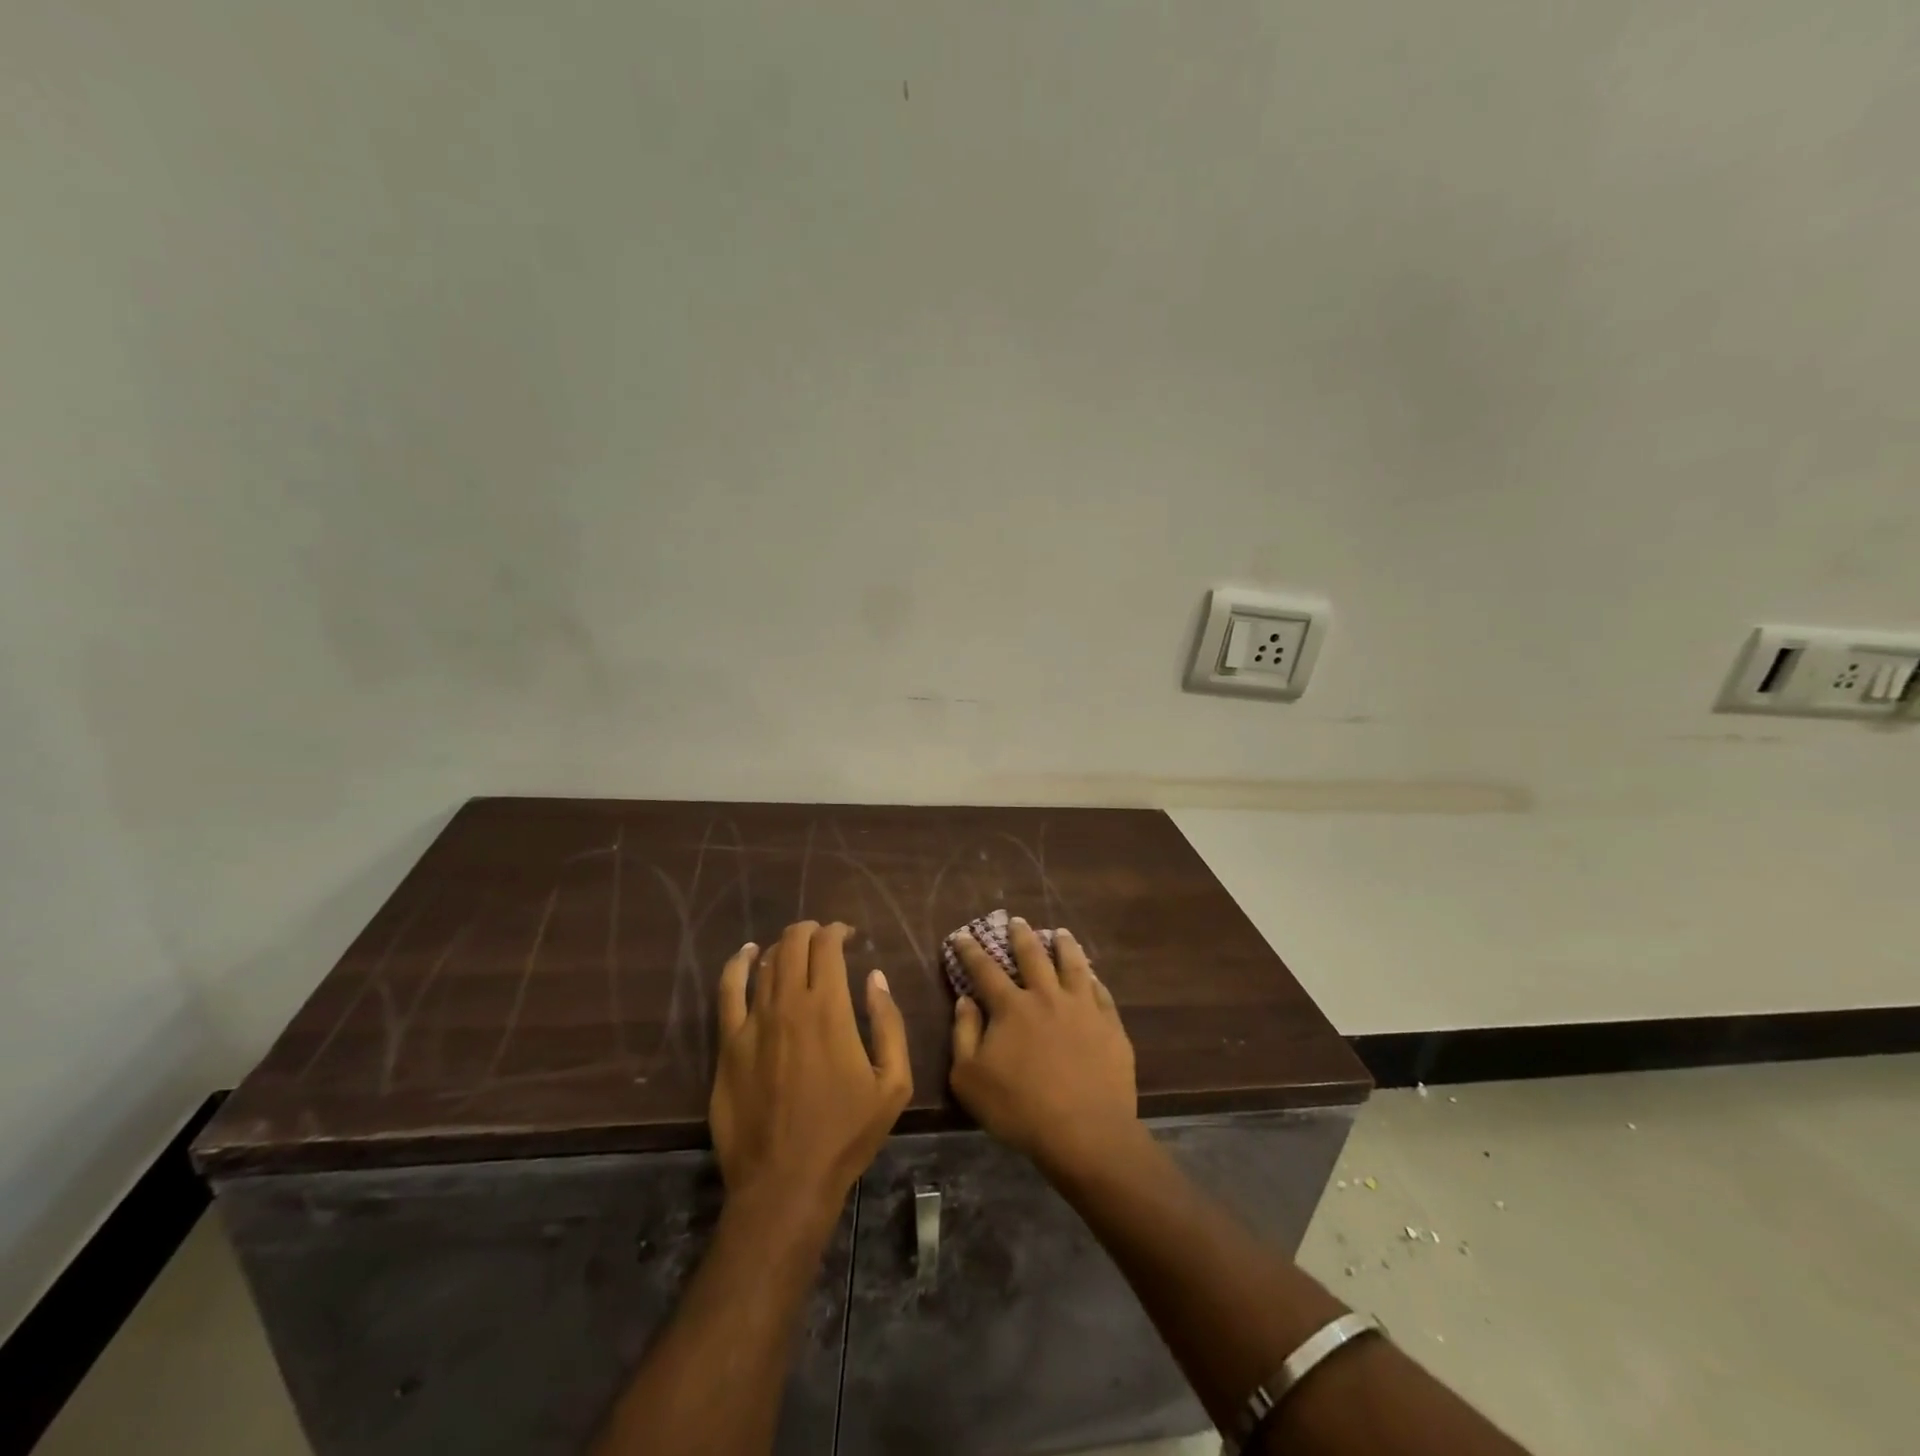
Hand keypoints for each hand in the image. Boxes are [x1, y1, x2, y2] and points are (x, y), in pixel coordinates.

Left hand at [711, 921, 911, 1219]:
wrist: (785, 1182)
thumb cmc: (845, 1134)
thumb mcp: (893, 1083)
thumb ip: (889, 1023)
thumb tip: (876, 978)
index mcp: (830, 1008)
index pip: (828, 946)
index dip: (838, 931)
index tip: (848, 936)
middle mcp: (789, 1003)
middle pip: (794, 945)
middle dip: (810, 932)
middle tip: (823, 938)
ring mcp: (753, 1022)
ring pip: (766, 963)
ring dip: (783, 946)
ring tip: (795, 947)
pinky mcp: (728, 1044)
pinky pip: (728, 991)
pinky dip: (738, 965)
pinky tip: (746, 955)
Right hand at [948, 918, 1142, 1180]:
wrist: (1084, 1132)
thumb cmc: (1018, 1108)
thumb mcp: (969, 1078)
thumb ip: (964, 1034)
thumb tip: (965, 1000)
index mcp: (1011, 1007)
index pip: (985, 970)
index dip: (971, 951)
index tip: (962, 935)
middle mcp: (1047, 996)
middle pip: (1032, 956)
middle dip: (1021, 936)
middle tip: (1017, 920)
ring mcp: (1082, 1008)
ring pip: (1072, 965)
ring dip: (1064, 945)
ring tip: (1060, 933)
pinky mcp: (1110, 1025)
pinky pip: (1101, 992)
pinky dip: (1093, 979)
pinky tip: (1092, 976)